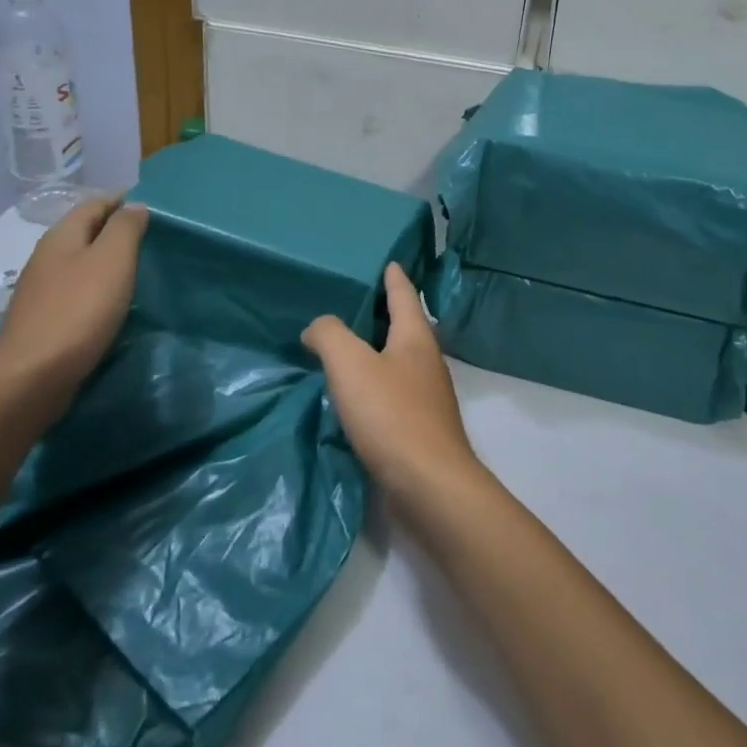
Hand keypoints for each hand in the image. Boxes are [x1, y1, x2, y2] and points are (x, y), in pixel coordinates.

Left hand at [0, 196, 147, 401]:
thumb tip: (134, 206)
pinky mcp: (44, 319)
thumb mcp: (112, 260)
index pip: (94, 204)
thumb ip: (125, 228)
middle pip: (84, 231)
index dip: (122, 200)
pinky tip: (113, 301)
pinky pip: (76, 290)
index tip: (152, 207)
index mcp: (61, 237)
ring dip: (106, 260)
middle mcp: (47, 257)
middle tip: (151, 237)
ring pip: (80, 262)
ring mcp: (42, 290)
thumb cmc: (79, 311)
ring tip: (138, 267)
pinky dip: (97, 287)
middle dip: (115, 228)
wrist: (32, 378)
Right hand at [303, 263, 482, 508]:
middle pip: (404, 325)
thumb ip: (329, 335)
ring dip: (375, 350)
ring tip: (343, 346)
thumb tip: (317, 328)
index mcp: (416, 337)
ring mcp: (426, 395)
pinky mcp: (419, 426)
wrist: (428, 485)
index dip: (394, 276)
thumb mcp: (351, 365)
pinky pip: (392, 391)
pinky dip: (373, 383)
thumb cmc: (391, 415)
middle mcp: (426, 360)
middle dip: (381, 312)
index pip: (404, 294)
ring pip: (397, 359)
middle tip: (350, 301)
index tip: (387, 260)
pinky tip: (352, 394)